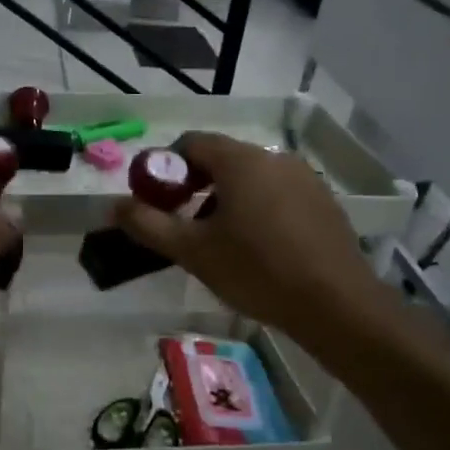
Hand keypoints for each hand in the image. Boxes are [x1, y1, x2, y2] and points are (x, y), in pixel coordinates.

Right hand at [113, 131, 390, 349]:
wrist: (336, 305)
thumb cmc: (256, 271)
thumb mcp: (192, 251)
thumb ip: (148, 224)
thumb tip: (113, 205)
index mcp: (240, 160)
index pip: (190, 143)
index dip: (165, 167)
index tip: (156, 201)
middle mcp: (274, 158)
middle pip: (221, 159)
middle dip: (194, 186)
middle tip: (183, 225)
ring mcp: (304, 178)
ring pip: (250, 177)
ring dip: (225, 199)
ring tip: (218, 241)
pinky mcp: (323, 202)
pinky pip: (277, 193)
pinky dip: (257, 208)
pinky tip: (257, 248)